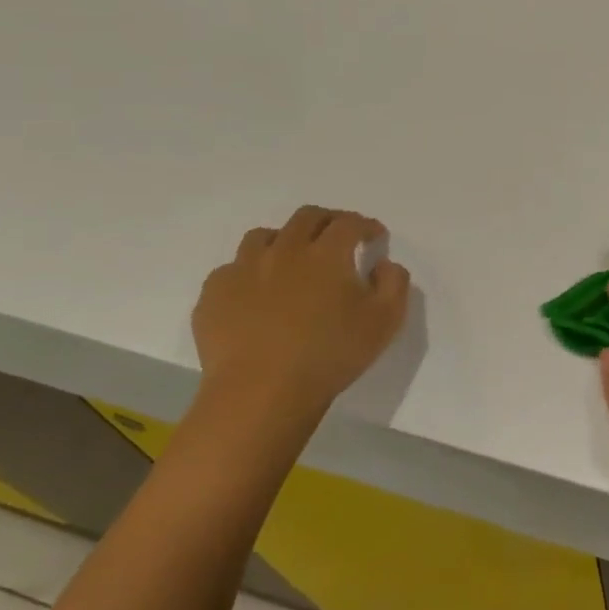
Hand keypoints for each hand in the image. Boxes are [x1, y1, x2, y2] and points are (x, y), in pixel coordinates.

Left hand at [190, 206, 410, 432]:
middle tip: (337, 237)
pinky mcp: (214, 294)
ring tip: (292, 260)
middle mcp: (284, 250)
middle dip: (328, 220)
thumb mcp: (386, 321)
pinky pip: (232, 269)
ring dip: (284, 240)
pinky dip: (250, 272)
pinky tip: (257, 293)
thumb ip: (394, 283)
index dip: (365, 225)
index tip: (374, 236)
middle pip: (306, 217)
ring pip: (264, 236)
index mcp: (327, 253)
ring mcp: (244, 269)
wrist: (261, 392)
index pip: (349, 223)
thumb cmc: (331, 355)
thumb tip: (383, 264)